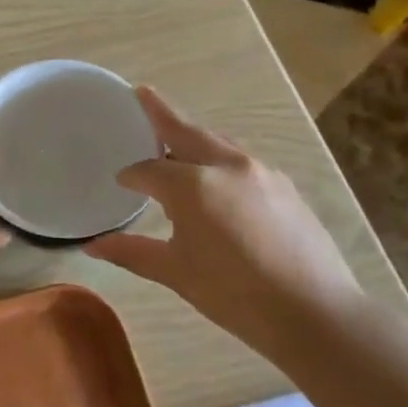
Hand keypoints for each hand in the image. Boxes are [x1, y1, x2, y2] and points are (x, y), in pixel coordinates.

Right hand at [85, 88, 376, 352]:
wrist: (315, 313)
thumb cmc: (236, 295)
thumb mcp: (177, 273)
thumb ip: (132, 252)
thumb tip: (92, 246)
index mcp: (193, 186)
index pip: (149, 170)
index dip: (131, 175)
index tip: (120, 182)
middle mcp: (226, 166)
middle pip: (186, 131)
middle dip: (161, 113)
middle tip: (142, 93)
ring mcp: (260, 172)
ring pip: (217, 143)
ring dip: (193, 135)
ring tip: (176, 137)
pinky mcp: (283, 186)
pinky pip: (240, 160)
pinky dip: (219, 157)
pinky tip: (217, 178)